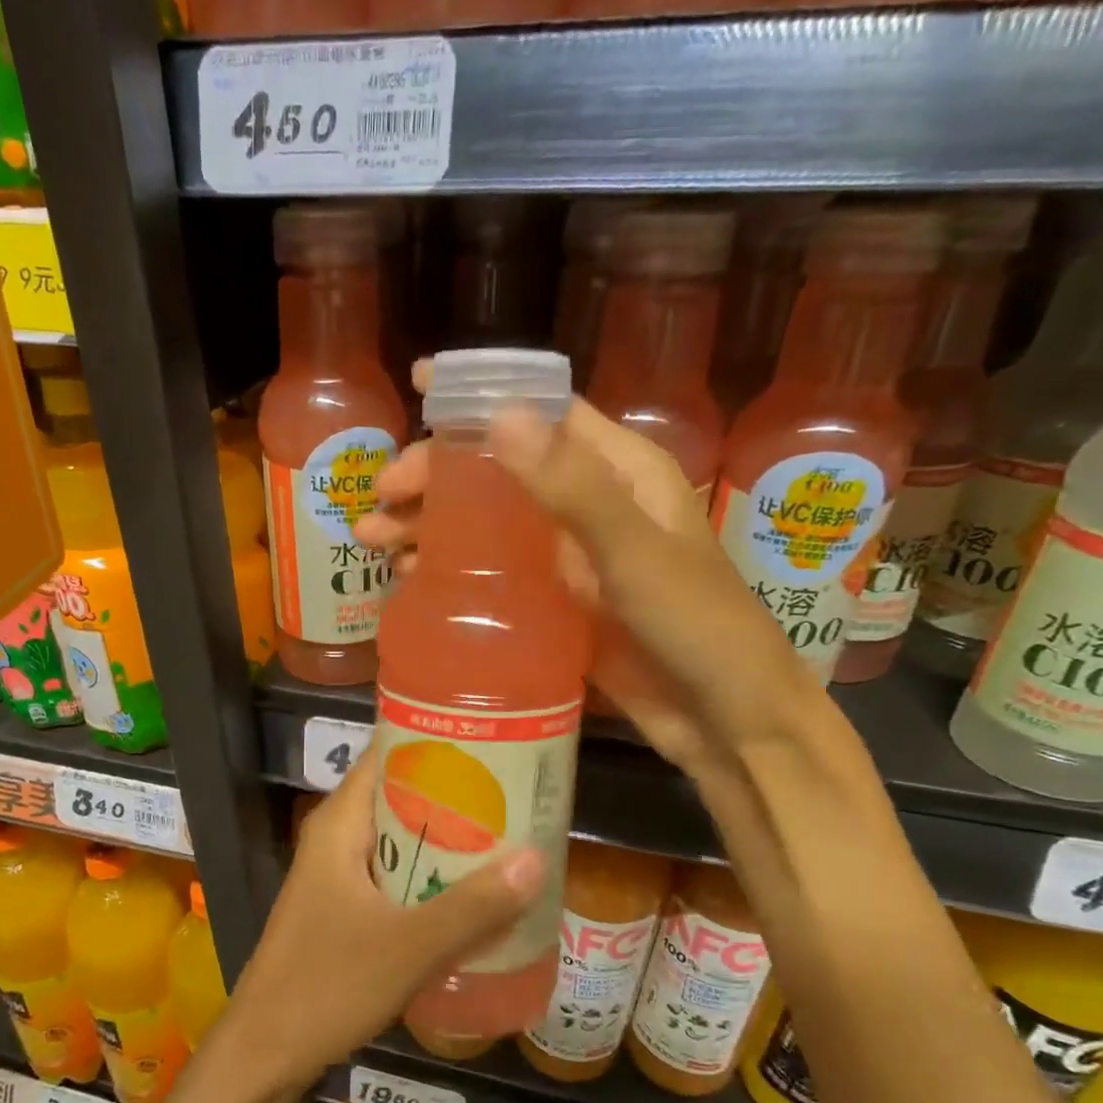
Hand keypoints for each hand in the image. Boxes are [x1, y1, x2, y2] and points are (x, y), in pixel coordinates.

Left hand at [224, 751, 543, 1089]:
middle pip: (402, 794)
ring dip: (449, 838)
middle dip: (457, 792)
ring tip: (511, 835)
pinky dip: (433, 875)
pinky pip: (397, 875)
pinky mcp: (345, 907)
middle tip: (518, 791)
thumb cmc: (326, 986)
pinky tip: (476, 892)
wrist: (263, 1054)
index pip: (388, 752)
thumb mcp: (408, 946)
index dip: (438, 741)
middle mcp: (338, 836)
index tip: (494, 739)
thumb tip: (538, 858)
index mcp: (340, 822)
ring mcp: (339, 874)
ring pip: (402, 838)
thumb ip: (473, 906)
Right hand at [352, 369, 829, 791]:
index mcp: (622, 471)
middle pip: (502, 469)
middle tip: (382, 494)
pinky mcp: (558, 603)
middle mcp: (591, 504)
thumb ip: (573, 489)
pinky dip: (454, 571)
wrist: (726, 719)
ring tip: (376, 539)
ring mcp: (572, 557)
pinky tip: (412, 579)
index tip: (419, 383)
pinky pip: (495, 573)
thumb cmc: (697, 626)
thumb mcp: (635, 555)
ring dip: (434, 525)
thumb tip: (500, 416)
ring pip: (490, 522)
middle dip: (438, 474)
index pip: (544, 411)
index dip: (482, 395)